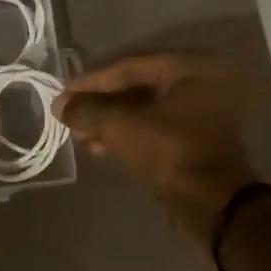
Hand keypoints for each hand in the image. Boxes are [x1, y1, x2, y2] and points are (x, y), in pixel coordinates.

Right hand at [54, 53, 259, 241]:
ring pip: (146, 112)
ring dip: (112, 124)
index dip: (93, 81)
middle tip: (71, 117)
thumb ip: (87, 111)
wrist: (211, 203)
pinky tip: (102, 148)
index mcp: (191, 69)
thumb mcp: (121, 127)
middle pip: (139, 89)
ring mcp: (203, 115)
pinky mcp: (198, 142)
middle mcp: (202, 85)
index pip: (131, 67)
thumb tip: (59, 104)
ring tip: (82, 137)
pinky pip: (156, 130)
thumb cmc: (170, 152)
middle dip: (101, 106)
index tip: (65, 93)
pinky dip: (129, 136)